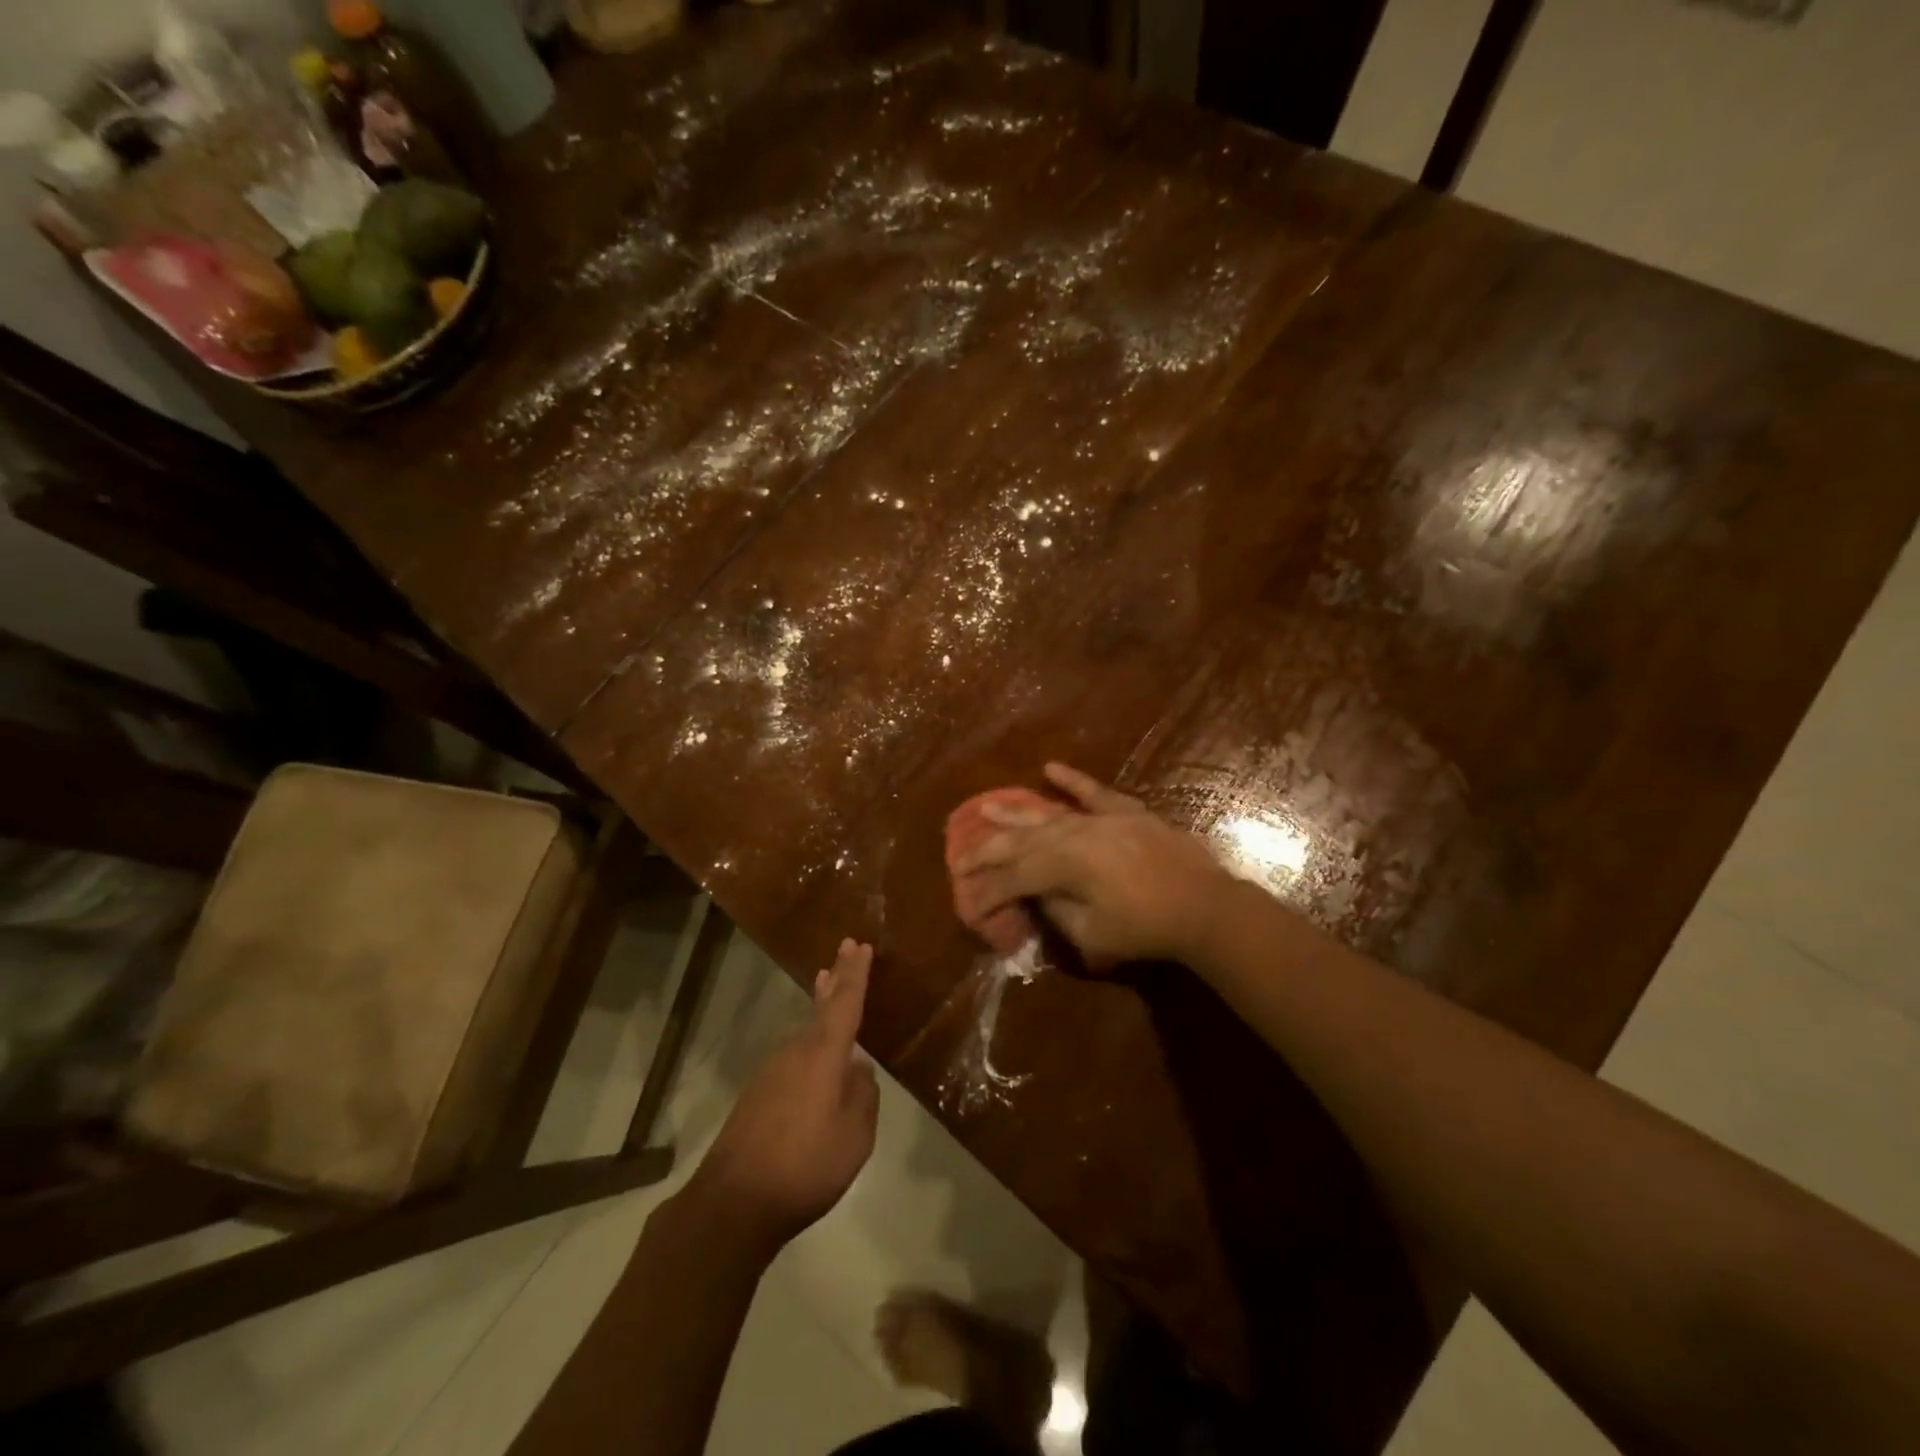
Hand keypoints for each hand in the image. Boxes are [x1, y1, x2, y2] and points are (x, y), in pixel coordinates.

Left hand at [690, 939, 879, 1246]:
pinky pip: (795, 1054)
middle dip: (837, 977)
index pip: (845, 1003)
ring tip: (831, 987)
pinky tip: (818, 1058)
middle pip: (822, 1007)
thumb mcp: (854, 1138)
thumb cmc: (805, 1166)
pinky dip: (810, 1040)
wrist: (734, 1201)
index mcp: (824, 1055)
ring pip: (806, 1031)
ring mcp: (773, 1071)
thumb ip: (863, 1097)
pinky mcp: (759, 1092)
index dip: (855, 973)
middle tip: (846, 948)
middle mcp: (796, 1052)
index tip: (861, 945)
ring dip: (821, 1007)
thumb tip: (859, 1071)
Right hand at [953, 763, 1232, 965]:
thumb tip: (1035, 894)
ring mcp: (1100, 818)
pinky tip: (1050, 768)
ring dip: (1015, 811)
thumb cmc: (1145, 927)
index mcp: (1062, 864)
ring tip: (987, 806)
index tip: (968, 905)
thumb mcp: (1091, 932)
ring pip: (1048, 813)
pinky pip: (1093, 792)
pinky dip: (1072, 780)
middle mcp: (1073, 833)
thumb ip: (1055, 910)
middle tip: (960, 857)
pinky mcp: (1126, 812)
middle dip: (987, 850)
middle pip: (1020, 840)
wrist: (1204, 905)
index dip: (987, 891)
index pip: (1012, 876)